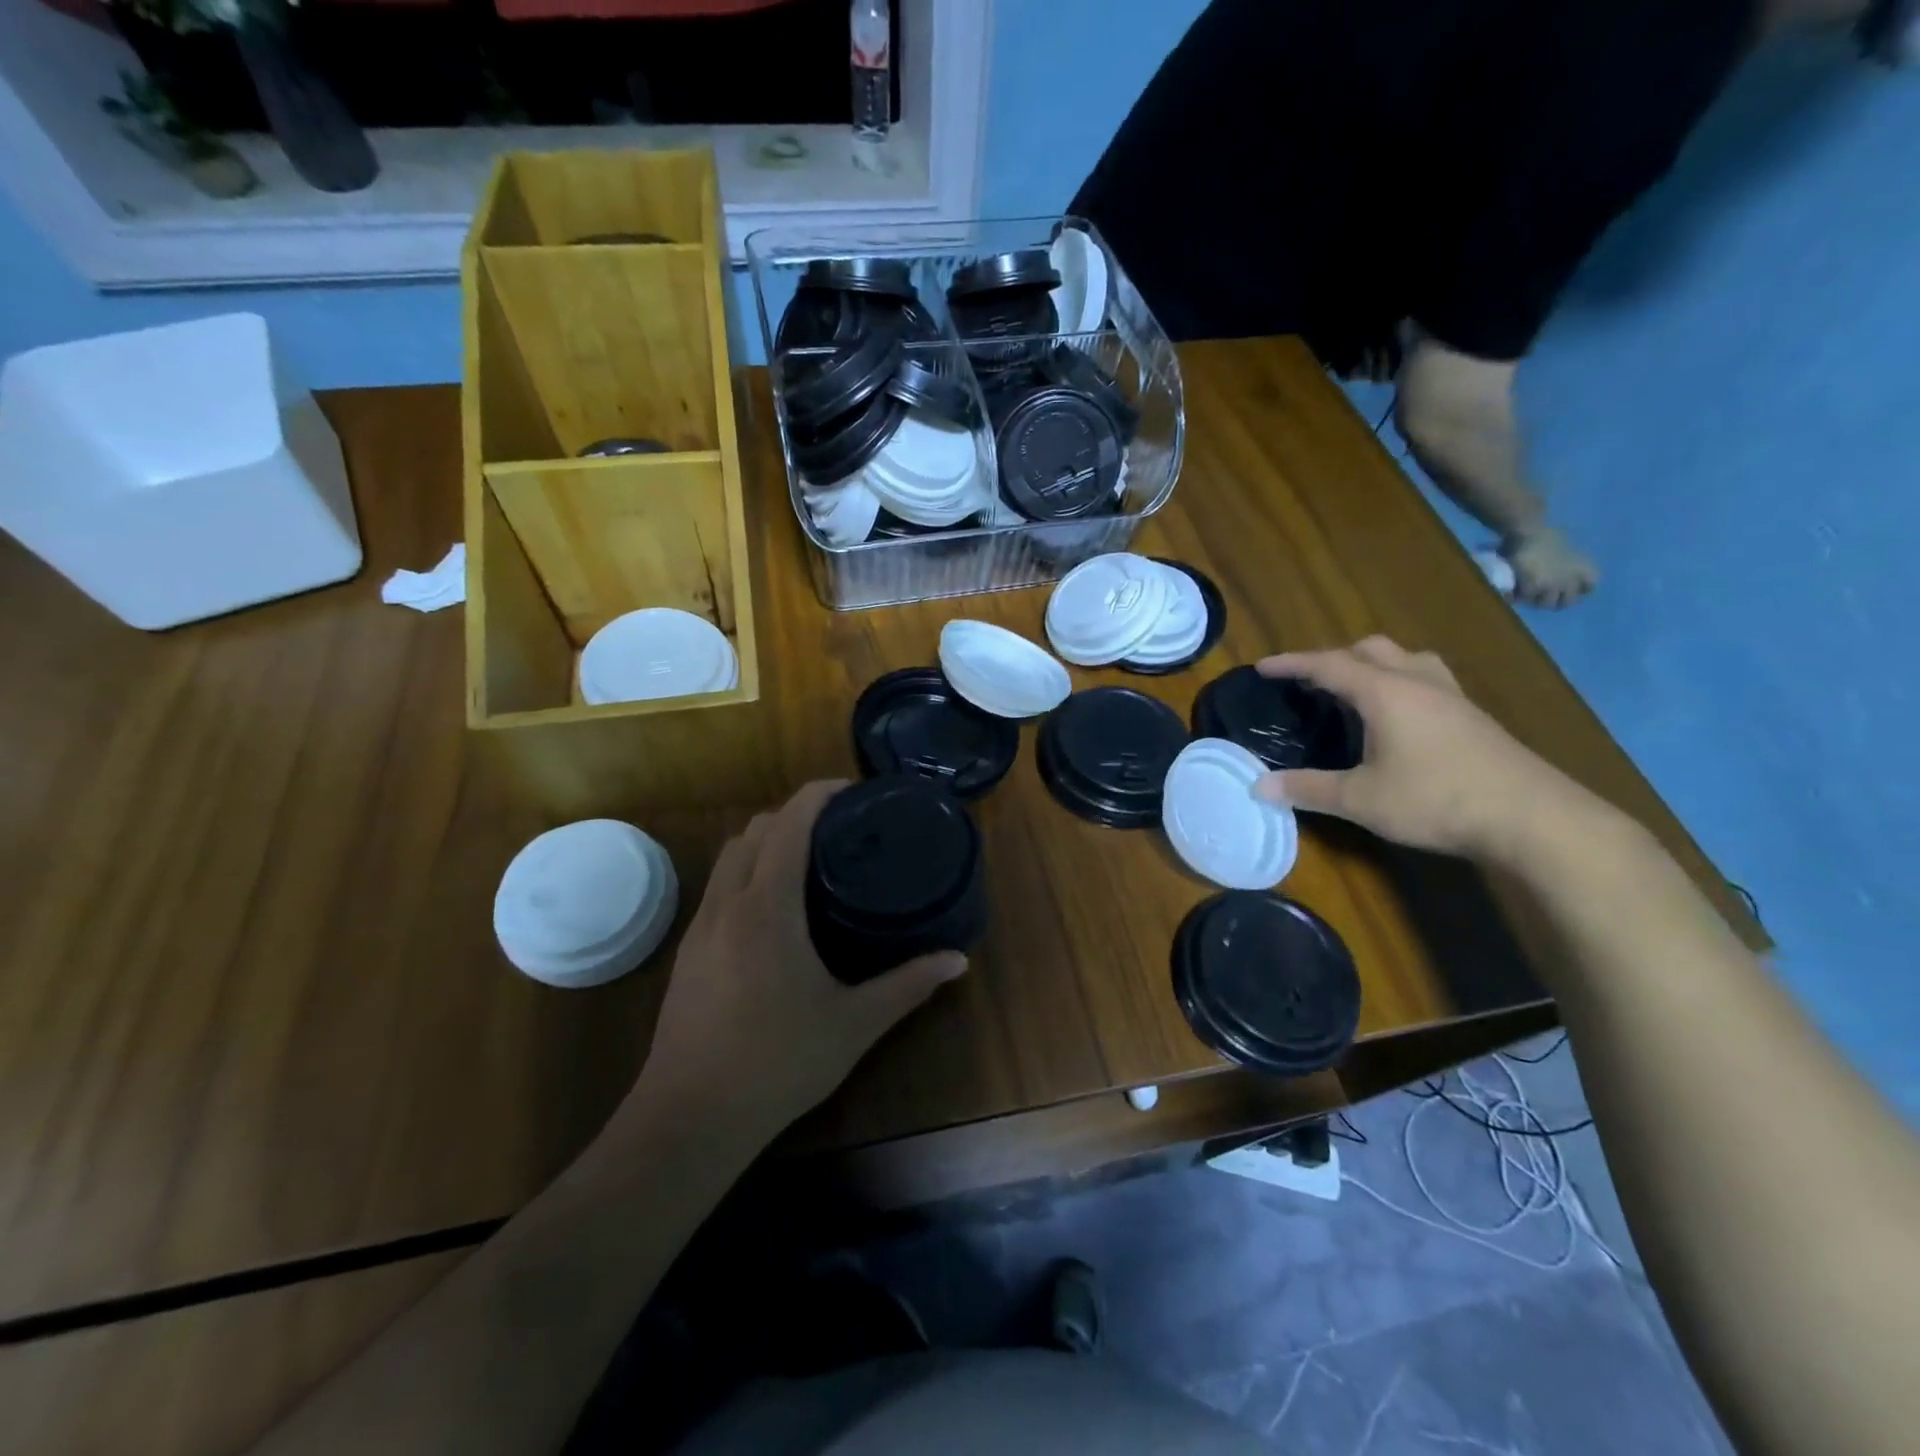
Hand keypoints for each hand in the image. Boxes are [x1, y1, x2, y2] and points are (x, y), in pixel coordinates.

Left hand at [636, 780, 967, 1142]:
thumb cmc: (776, 1064)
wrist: (688, 1120)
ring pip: (729, 856)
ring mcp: (699, 927)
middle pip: (753, 830)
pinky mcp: (687, 951)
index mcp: (767, 907)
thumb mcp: (853, 1024)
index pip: (787, 823)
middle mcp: (727, 904)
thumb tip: (958, 961)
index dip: (818, 794)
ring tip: (808, 862)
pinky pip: (719, 886)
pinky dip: (747, 872)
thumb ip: (907, 986)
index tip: (853, 791)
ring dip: (765, 841)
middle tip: (838, 830)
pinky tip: (774, 910)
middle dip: (793, 814)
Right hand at [1252, 637, 1592, 860]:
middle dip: (1333, 658)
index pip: (1328, 665)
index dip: (1292, 664)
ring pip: (1405, 659)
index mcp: (1385, 692)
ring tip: (1354, 690)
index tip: (1262, 667)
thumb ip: (1308, 789)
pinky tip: (1399, 717)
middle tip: (1309, 683)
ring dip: (1373, 665)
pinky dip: (1399, 683)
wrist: (1532, 817)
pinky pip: (1426, 680)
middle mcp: (1418, 682)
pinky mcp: (1473, 717)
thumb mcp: (1361, 799)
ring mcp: (1451, 696)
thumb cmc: (1436, 800)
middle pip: (1370, 649)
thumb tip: (1258, 786)